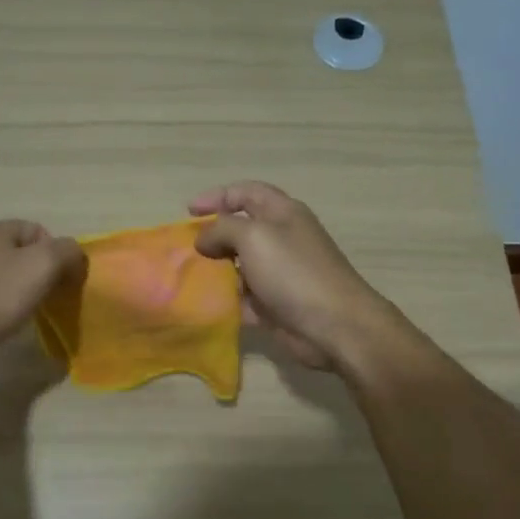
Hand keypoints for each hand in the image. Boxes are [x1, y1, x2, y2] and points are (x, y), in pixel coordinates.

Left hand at [0, 220, 85, 376]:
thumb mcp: (42, 264)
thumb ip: (67, 252)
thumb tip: (76, 257)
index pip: (41, 232)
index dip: (58, 254)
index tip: (63, 281)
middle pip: (27, 255)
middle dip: (45, 276)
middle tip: (53, 298)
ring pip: (12, 278)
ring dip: (27, 294)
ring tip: (33, 313)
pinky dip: (9, 309)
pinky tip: (11, 323)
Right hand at [189, 182, 404, 371]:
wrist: (333, 326)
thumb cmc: (294, 272)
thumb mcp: (253, 237)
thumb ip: (222, 229)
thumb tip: (204, 239)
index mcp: (282, 214)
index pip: (246, 193)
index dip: (217, 196)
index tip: (189, 212)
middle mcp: (281, 240)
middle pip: (240, 230)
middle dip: (212, 237)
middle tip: (185, 250)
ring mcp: (278, 274)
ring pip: (238, 266)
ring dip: (214, 271)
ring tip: (188, 278)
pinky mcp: (274, 305)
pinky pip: (242, 298)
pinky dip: (224, 301)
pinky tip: (204, 305)